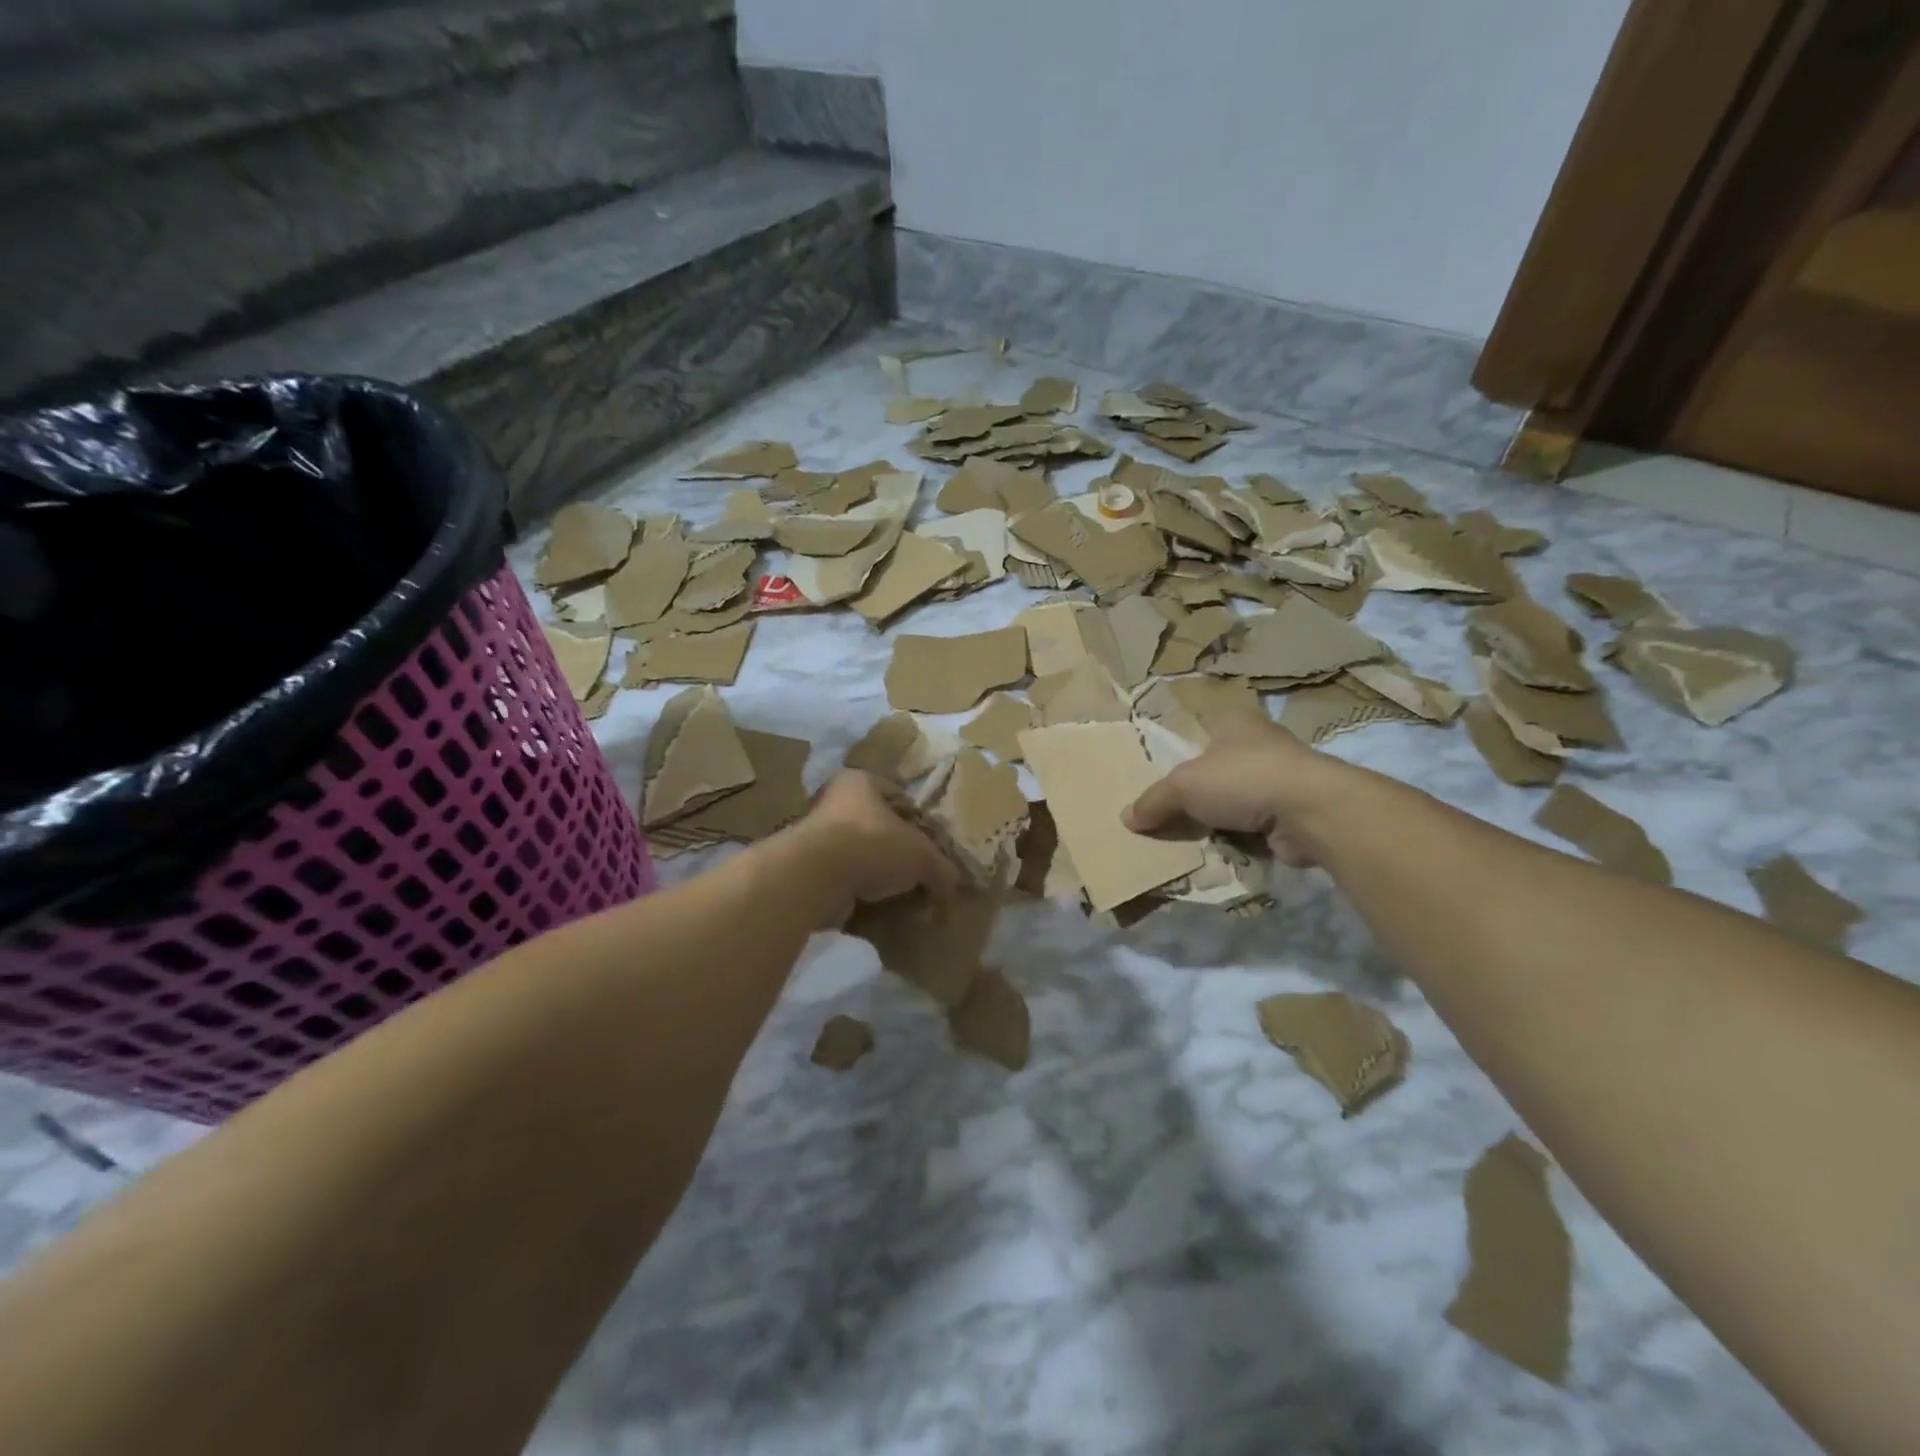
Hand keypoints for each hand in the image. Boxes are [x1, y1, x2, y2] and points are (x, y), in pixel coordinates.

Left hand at [792, 771, 960, 925]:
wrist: (816, 876)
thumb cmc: (873, 844)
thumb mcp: (921, 855)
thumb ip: (941, 867)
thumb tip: (953, 883)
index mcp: (861, 782)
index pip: (898, 795)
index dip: (918, 820)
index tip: (932, 845)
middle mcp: (835, 801)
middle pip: (877, 825)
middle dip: (897, 849)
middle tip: (919, 872)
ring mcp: (817, 836)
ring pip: (860, 853)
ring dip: (877, 872)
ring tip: (900, 893)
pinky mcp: (808, 868)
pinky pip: (844, 878)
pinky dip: (859, 890)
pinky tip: (877, 905)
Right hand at [1123, 714, 1350, 866]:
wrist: (1311, 811)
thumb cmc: (1242, 778)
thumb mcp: (1183, 786)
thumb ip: (1154, 801)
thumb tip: (1126, 818)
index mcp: (1231, 721)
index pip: (1195, 729)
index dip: (1175, 749)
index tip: (1155, 773)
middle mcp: (1257, 742)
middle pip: (1213, 766)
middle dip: (1195, 790)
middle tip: (1164, 812)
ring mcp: (1279, 777)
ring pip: (1234, 798)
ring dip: (1217, 817)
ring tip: (1188, 836)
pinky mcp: (1292, 810)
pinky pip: (1253, 824)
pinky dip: (1239, 837)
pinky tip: (1219, 850)